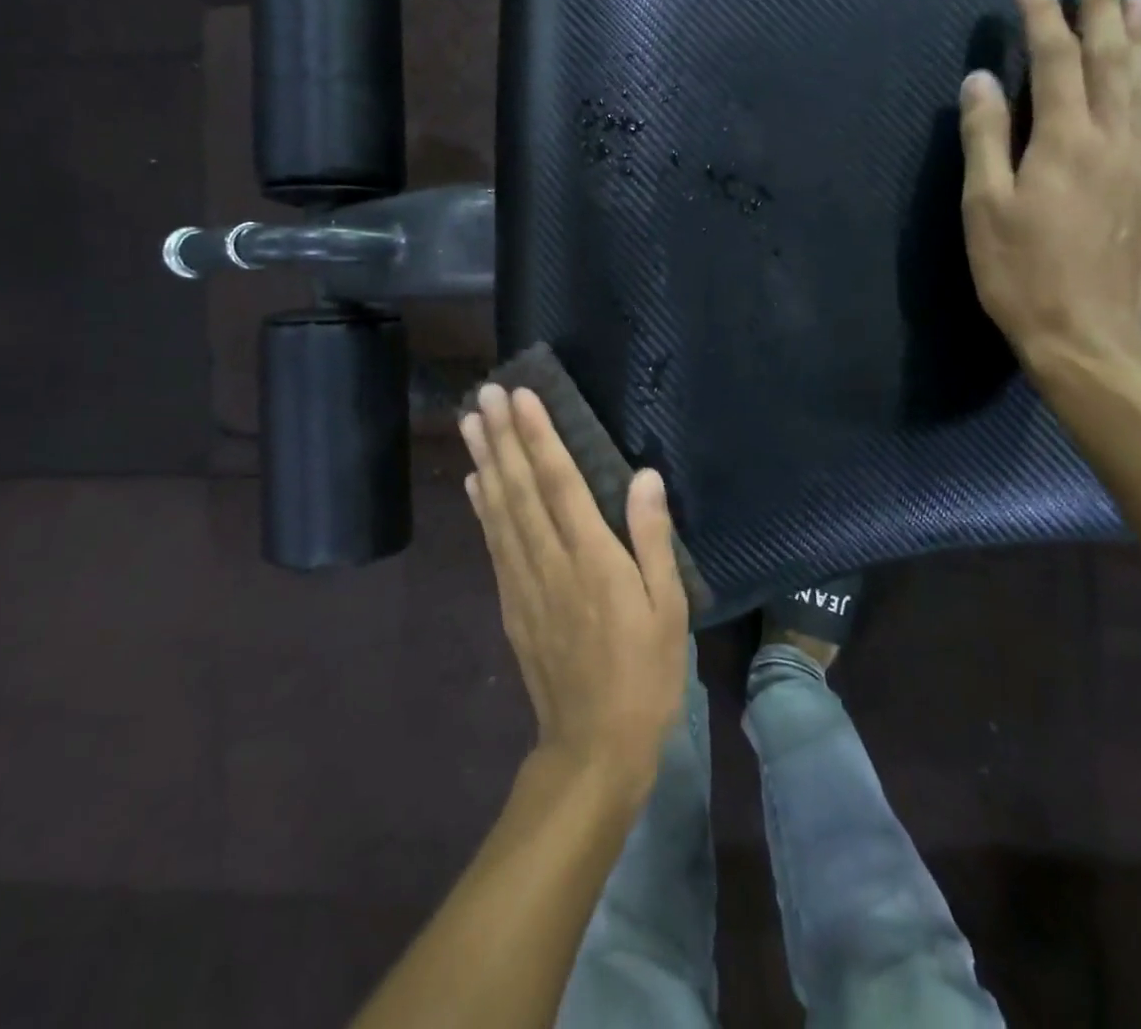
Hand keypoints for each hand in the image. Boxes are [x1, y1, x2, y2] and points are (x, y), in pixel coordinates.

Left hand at [460, 385, 689, 796]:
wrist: (592, 746)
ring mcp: (524, 582)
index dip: (539, 436)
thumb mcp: (669, 609)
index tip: (521, 397)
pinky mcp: (511, 603)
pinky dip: (481, 507)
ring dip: (484, 462)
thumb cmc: (644, 674)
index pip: (559, 482)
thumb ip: (652, 540)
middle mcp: (550, 561)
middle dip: (502, 436)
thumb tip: (645, 477)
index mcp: (592, 558)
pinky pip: (493, 543)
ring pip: (499, 510)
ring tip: (470, 422)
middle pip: (519, 488)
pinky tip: (475, 483)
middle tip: (484, 394)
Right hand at [959, 0, 1140, 369]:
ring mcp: (1140, 165)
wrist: (1085, 332)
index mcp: (1062, 140)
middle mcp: (1110, 139)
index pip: (1054, 62)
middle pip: (1109, 61)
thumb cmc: (1019, 272)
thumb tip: (981, 80)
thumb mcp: (983, 207)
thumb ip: (984, 140)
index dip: (1042, 18)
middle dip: (1101, 9)